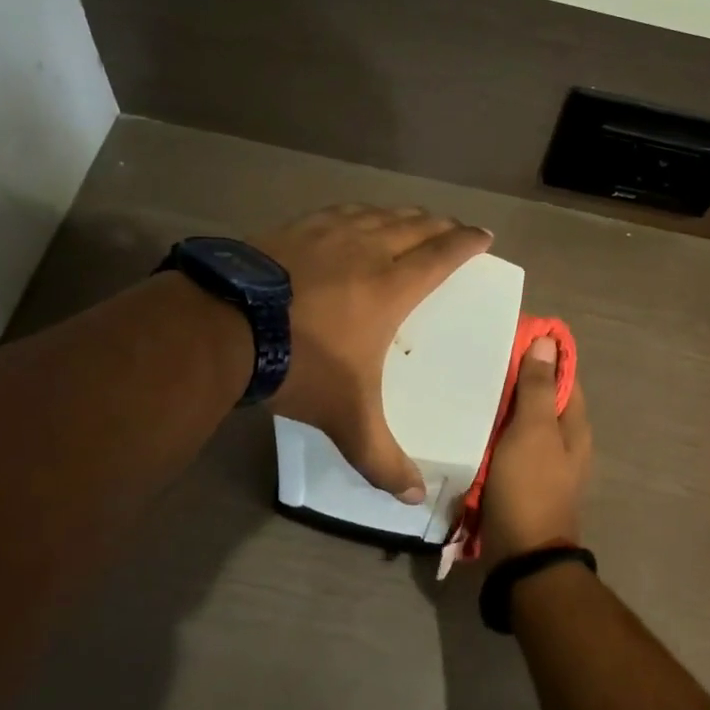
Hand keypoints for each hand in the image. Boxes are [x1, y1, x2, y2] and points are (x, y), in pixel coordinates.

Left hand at [255, 204, 491, 500]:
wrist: (224, 328)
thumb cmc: (300, 366)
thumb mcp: (347, 419)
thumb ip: (382, 459)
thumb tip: (416, 497)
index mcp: (391, 287)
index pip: (442, 255)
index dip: (468, 243)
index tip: (485, 236)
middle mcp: (366, 250)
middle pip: (415, 226)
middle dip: (441, 225)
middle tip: (455, 229)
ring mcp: (327, 234)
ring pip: (377, 214)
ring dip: (403, 215)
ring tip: (412, 219)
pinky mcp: (292, 229)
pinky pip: (339, 212)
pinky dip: (359, 212)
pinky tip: (354, 217)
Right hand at [480, 336, 592, 565]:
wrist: (522, 557)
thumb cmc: (530, 488)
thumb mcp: (534, 432)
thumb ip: (539, 388)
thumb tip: (548, 341)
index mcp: (573, 425)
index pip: (563, 374)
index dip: (542, 351)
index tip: (511, 331)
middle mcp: (562, 440)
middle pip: (541, 397)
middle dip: (516, 376)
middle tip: (480, 354)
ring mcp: (541, 462)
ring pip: (521, 421)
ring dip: (501, 403)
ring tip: (467, 381)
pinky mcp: (519, 479)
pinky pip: (506, 444)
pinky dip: (492, 430)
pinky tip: (467, 421)